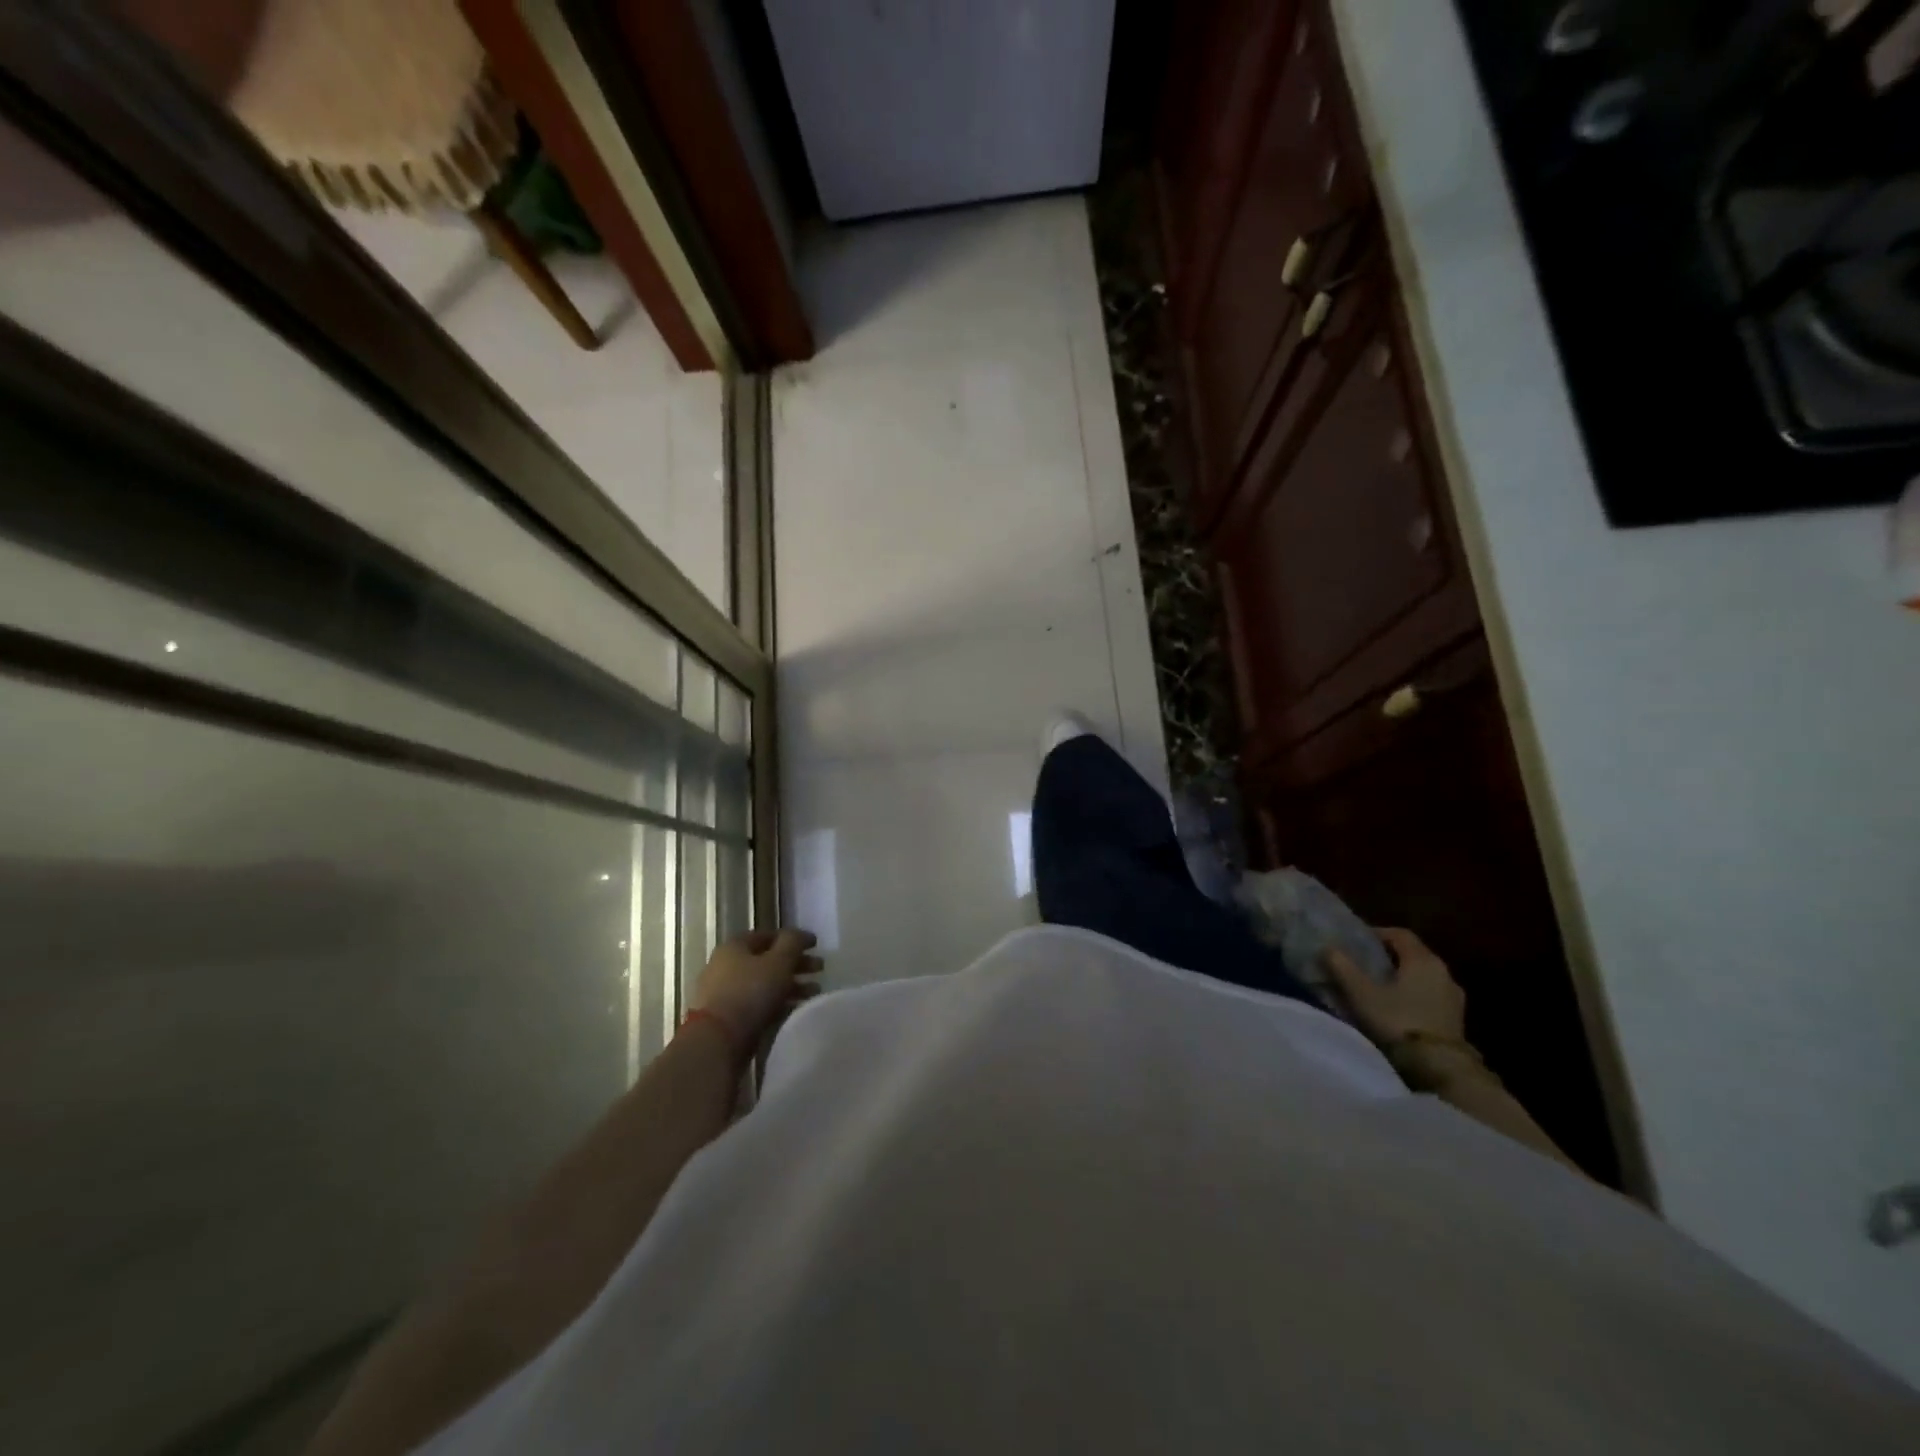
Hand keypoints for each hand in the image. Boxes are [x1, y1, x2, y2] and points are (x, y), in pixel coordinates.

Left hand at [690, 928, 821, 1046]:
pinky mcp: (728, 1018)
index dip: (793, 938)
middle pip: (767, 960)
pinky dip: (778, 1004)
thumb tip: (801, 934)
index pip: (767, 935)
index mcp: (735, 947)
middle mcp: (726, 966)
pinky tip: (796, 1009)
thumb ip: (792, 943)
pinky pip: (758, 1005)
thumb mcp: (778, 961)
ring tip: (814, 992)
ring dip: (791, 985)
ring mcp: (725, 994)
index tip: (815, 945)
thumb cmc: (750, 992)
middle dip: (796, 964)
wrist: (717, 1041)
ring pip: (764, 984)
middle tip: (820, 968)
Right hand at [1324, 927, 1465, 1048]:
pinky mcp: (1457, 1018)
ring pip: (1423, 976)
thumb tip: (1328, 948)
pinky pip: (1431, 995)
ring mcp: (1453, 996)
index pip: (1400, 934)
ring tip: (1379, 988)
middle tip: (1363, 964)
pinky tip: (1398, 1008)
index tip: (1357, 942)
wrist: (1440, 1067)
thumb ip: (1342, 967)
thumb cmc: (1398, 1021)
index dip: (1377, 933)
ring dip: (1402, 977)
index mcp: (1423, 960)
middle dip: (1388, 956)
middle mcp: (1443, 972)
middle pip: (1413, 954)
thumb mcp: (1361, 993)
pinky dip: (1414, 995)